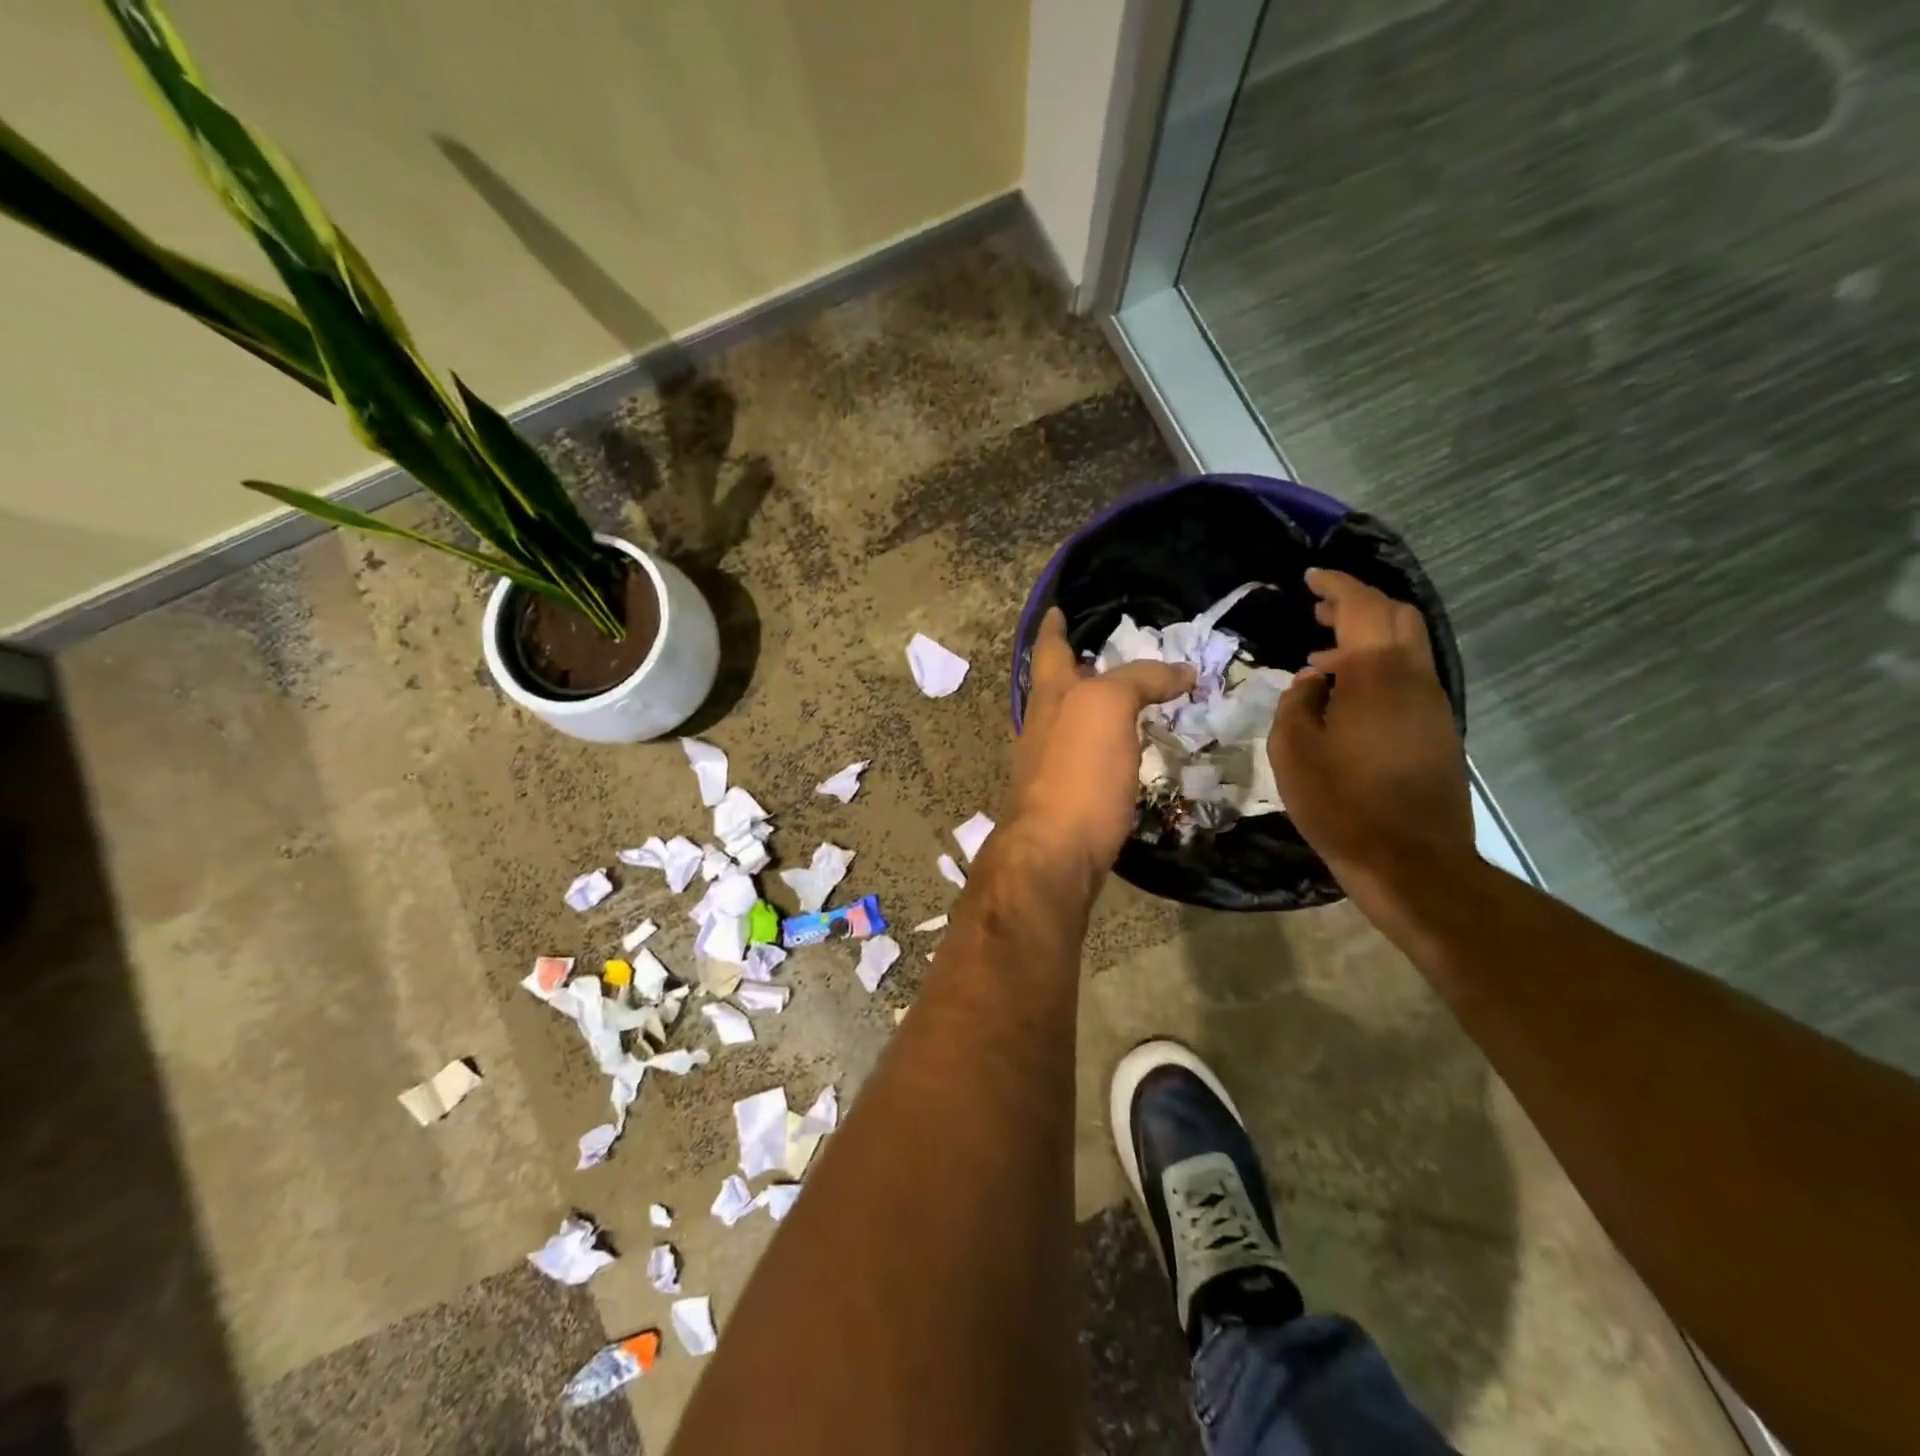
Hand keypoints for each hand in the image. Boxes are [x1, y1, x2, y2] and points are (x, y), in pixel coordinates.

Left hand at [1006, 608, 1195, 885]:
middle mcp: (1043, 724)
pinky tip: (1130, 749)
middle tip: (1111, 652)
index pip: (1050, 648)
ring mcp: (1051, 762)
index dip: (1054, 626)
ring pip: (1075, 721)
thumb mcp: (1107, 708)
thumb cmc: (1077, 771)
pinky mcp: (1069, 796)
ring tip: (1132, 696)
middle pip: (1059, 685)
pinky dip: (1109, 743)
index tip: (1058, 608)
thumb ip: (1139, 680)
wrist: (1055, 851)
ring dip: (1098, 705)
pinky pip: (1091, 756)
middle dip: (1079, 665)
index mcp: (1050, 695)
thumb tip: (1183, 672)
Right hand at [1269, 569, 1474, 907]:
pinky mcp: (1438, 730)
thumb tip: (1313, 680)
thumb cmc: (1341, 804)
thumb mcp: (1294, 751)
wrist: (1411, 862)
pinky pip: (1409, 678)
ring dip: (1368, 637)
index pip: (1362, 607)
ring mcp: (1433, 704)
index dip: (1336, 586)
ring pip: (1407, 647)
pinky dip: (1378, 667)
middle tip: (1318, 609)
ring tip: (1323, 655)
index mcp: (1377, 675)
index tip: (1310, 578)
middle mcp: (1414, 679)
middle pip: (1397, 617)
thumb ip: (1298, 703)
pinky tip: (1347, 695)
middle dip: (1358, 604)